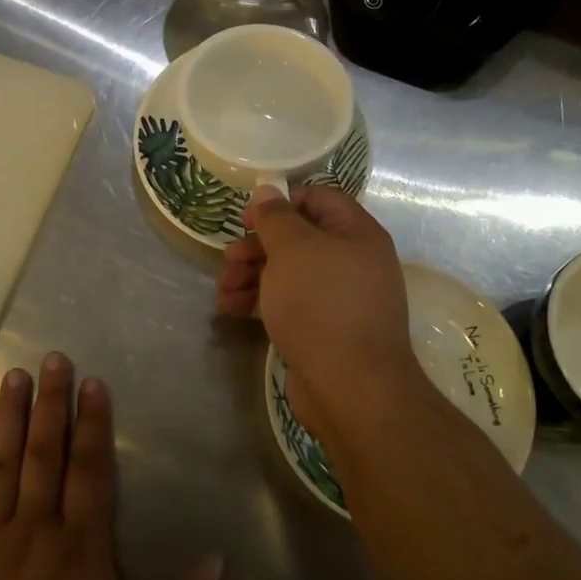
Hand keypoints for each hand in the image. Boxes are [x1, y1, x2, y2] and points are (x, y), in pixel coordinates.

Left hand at [0, 353, 222, 579]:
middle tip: (52, 358)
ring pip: (2, 465)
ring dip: (9, 418)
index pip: (90, 469)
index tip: (91, 382)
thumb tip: (221, 563)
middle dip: (50, 403)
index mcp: (82, 546)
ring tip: (13, 376)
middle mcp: (37, 528)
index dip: (93, 422)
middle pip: (45, 453)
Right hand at [215, 186, 426, 444]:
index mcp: (357, 234)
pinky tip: (230, 310)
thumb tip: (267, 192)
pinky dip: (260, 302)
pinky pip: (290, 305)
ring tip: (223, 290)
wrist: (350, 387)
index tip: (249, 219)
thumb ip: (276, 217)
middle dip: (258, 247)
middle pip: (299, 239)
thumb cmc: (321, 304)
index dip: (282, 202)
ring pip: (290, 274)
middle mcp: (354, 262)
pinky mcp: (325, 331)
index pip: (319, 198)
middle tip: (229, 259)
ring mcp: (340, 299)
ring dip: (252, 276)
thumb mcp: (293, 249)